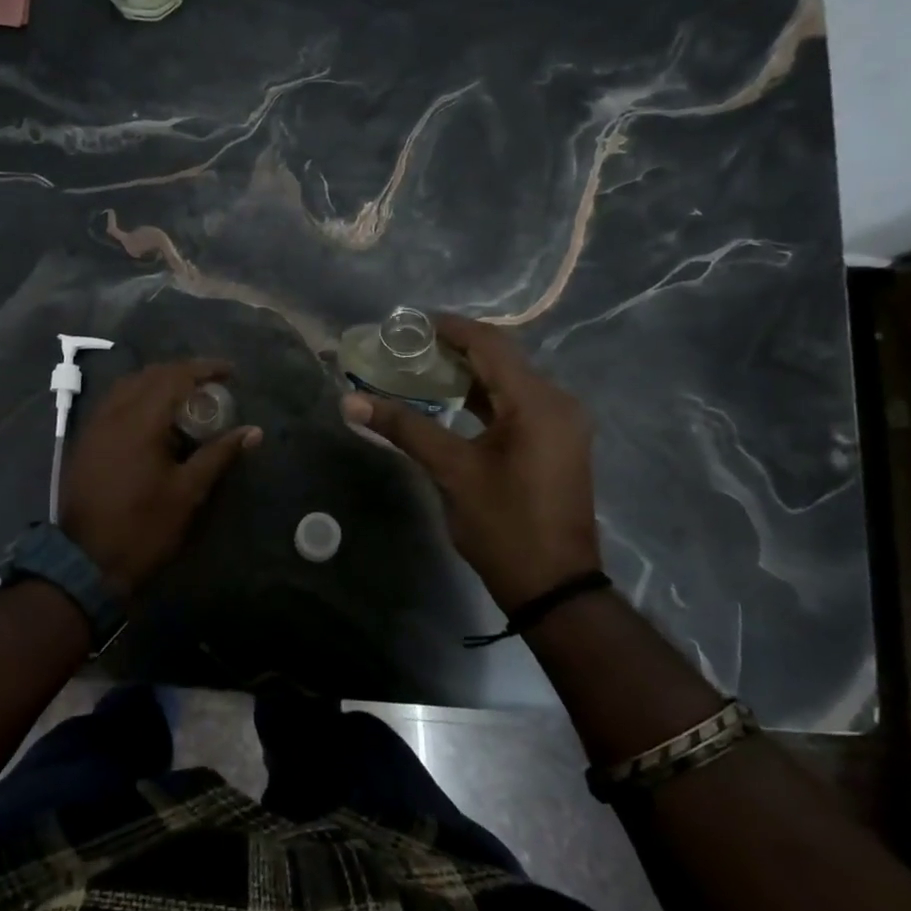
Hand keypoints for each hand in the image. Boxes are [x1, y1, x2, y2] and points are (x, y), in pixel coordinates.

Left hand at [60, 359, 261, 593]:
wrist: (85, 561)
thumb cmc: (143, 527)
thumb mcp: (187, 492)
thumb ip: (219, 455)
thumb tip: (253, 432)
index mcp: (139, 421)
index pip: (174, 377)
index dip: (204, 369)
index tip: (231, 372)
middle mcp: (113, 413)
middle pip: (150, 375)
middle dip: (182, 373)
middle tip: (211, 386)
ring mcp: (94, 426)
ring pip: (128, 386)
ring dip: (158, 383)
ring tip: (185, 397)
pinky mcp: (85, 441)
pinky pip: (113, 403)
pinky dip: (138, 398)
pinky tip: (154, 418)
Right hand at [339, 315, 599, 612]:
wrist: (554, 585)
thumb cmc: (503, 525)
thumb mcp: (451, 471)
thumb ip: (404, 428)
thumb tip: (350, 401)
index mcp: (537, 402)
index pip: (490, 344)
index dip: (448, 328)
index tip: (406, 325)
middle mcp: (557, 402)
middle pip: (501, 358)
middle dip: (452, 349)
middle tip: (405, 348)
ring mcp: (560, 423)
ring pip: (508, 381)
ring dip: (466, 373)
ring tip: (418, 369)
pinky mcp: (555, 441)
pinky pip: (516, 404)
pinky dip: (482, 397)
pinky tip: (448, 401)